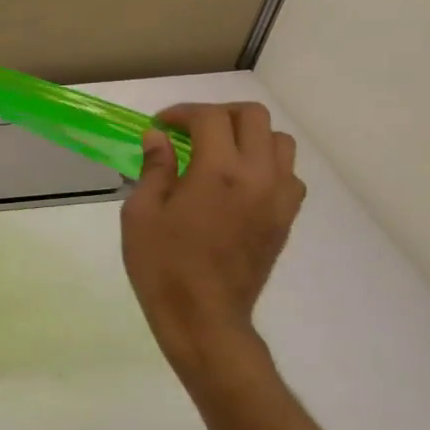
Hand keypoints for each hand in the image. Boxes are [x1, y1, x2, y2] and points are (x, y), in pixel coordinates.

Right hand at [120, 102, 305, 374]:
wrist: (203, 316)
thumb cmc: (162, 265)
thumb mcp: (141, 214)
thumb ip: (154, 169)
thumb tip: (158, 138)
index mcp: (218, 172)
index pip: (209, 118)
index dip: (181, 113)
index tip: (159, 126)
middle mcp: (258, 175)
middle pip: (253, 118)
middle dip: (218, 115)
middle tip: (189, 131)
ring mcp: (278, 197)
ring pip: (279, 142)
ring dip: (247, 137)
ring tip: (217, 153)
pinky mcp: (285, 217)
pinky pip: (288, 174)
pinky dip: (265, 165)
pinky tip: (237, 183)